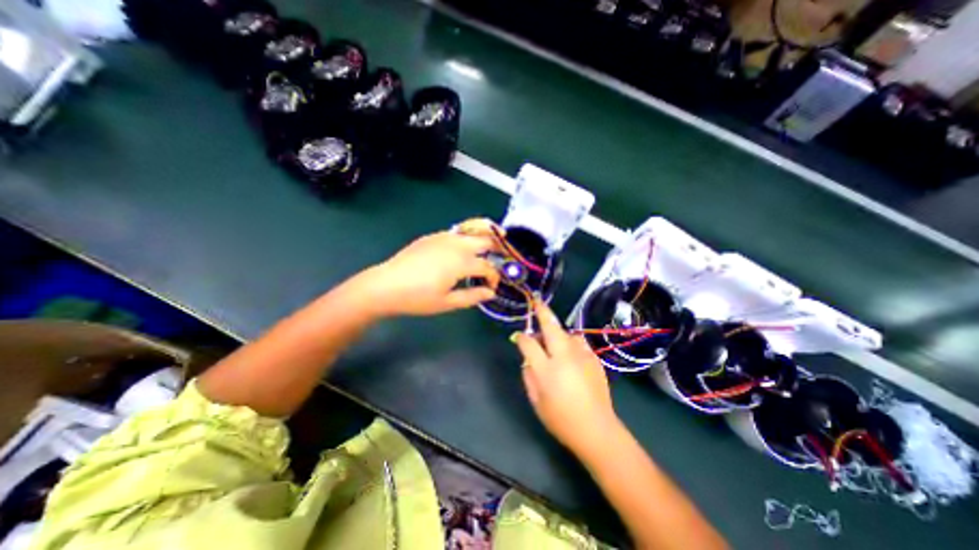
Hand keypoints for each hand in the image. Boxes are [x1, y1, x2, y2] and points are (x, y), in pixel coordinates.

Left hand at [366, 216, 504, 315]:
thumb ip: (473, 296)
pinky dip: (469, 234)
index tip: (492, 288)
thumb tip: (491, 293)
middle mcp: (457, 245)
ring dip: (486, 234)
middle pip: (485, 240)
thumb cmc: (418, 298)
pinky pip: (457, 231)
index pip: (488, 267)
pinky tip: (467, 244)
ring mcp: (444, 237)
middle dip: (498, 247)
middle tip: (504, 254)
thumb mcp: (447, 303)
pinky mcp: (433, 236)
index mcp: (462, 262)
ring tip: (495, 238)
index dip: (494, 277)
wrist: (386, 285)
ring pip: (472, 229)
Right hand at [513, 299, 617, 457]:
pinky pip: (579, 344)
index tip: (519, 337)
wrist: (597, 430)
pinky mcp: (594, 359)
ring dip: (558, 333)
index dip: (522, 337)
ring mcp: (582, 356)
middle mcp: (564, 357)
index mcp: (547, 369)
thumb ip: (528, 375)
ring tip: (555, 343)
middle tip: (537, 302)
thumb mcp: (536, 401)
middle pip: (551, 327)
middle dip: (542, 312)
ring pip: (567, 334)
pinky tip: (571, 357)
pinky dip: (571, 344)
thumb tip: (527, 358)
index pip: (529, 344)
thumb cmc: (561, 419)